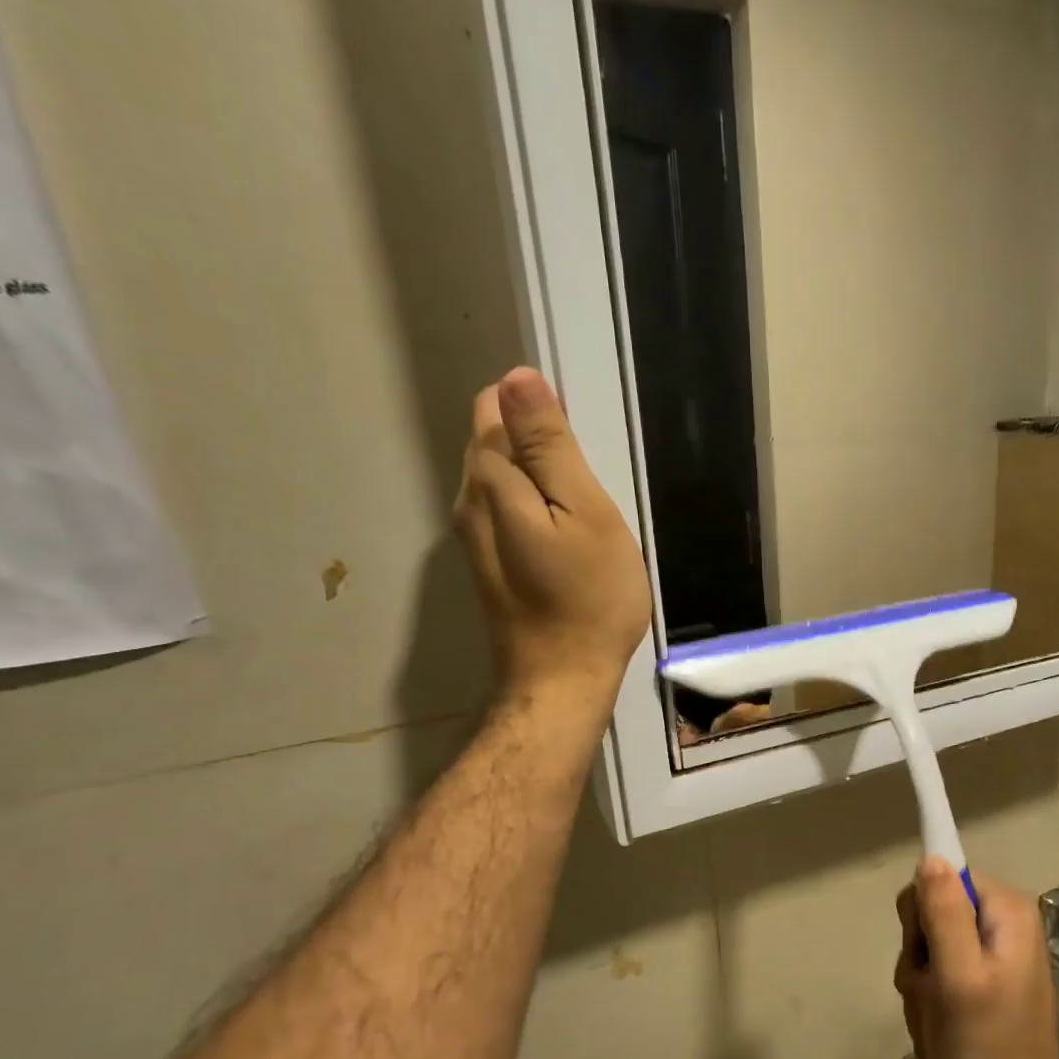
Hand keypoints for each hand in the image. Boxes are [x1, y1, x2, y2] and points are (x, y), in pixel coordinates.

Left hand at [455, 368, 650, 702]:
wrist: (562, 680)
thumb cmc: (588, 598)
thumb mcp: (584, 513)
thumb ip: (549, 446)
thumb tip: (518, 378)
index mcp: (490, 480)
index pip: (496, 406)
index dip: (541, 414)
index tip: (583, 451)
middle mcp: (468, 501)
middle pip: (496, 442)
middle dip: (541, 448)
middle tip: (591, 492)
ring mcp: (474, 538)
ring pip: (504, 481)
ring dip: (543, 484)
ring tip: (585, 520)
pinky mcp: (489, 565)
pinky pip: (509, 514)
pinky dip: (538, 513)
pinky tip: (569, 544)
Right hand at [894, 859, 1058, 1058]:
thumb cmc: (986, 1048)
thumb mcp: (958, 977)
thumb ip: (943, 912)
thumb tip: (931, 857)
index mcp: (1007, 910)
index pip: (941, 877)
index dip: (923, 915)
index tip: (928, 955)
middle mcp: (1005, 922)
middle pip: (933, 910)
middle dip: (920, 953)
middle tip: (934, 992)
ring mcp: (996, 953)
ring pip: (930, 943)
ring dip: (922, 980)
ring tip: (939, 1015)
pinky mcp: (986, 979)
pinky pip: (941, 969)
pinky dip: (931, 996)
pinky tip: (942, 1024)